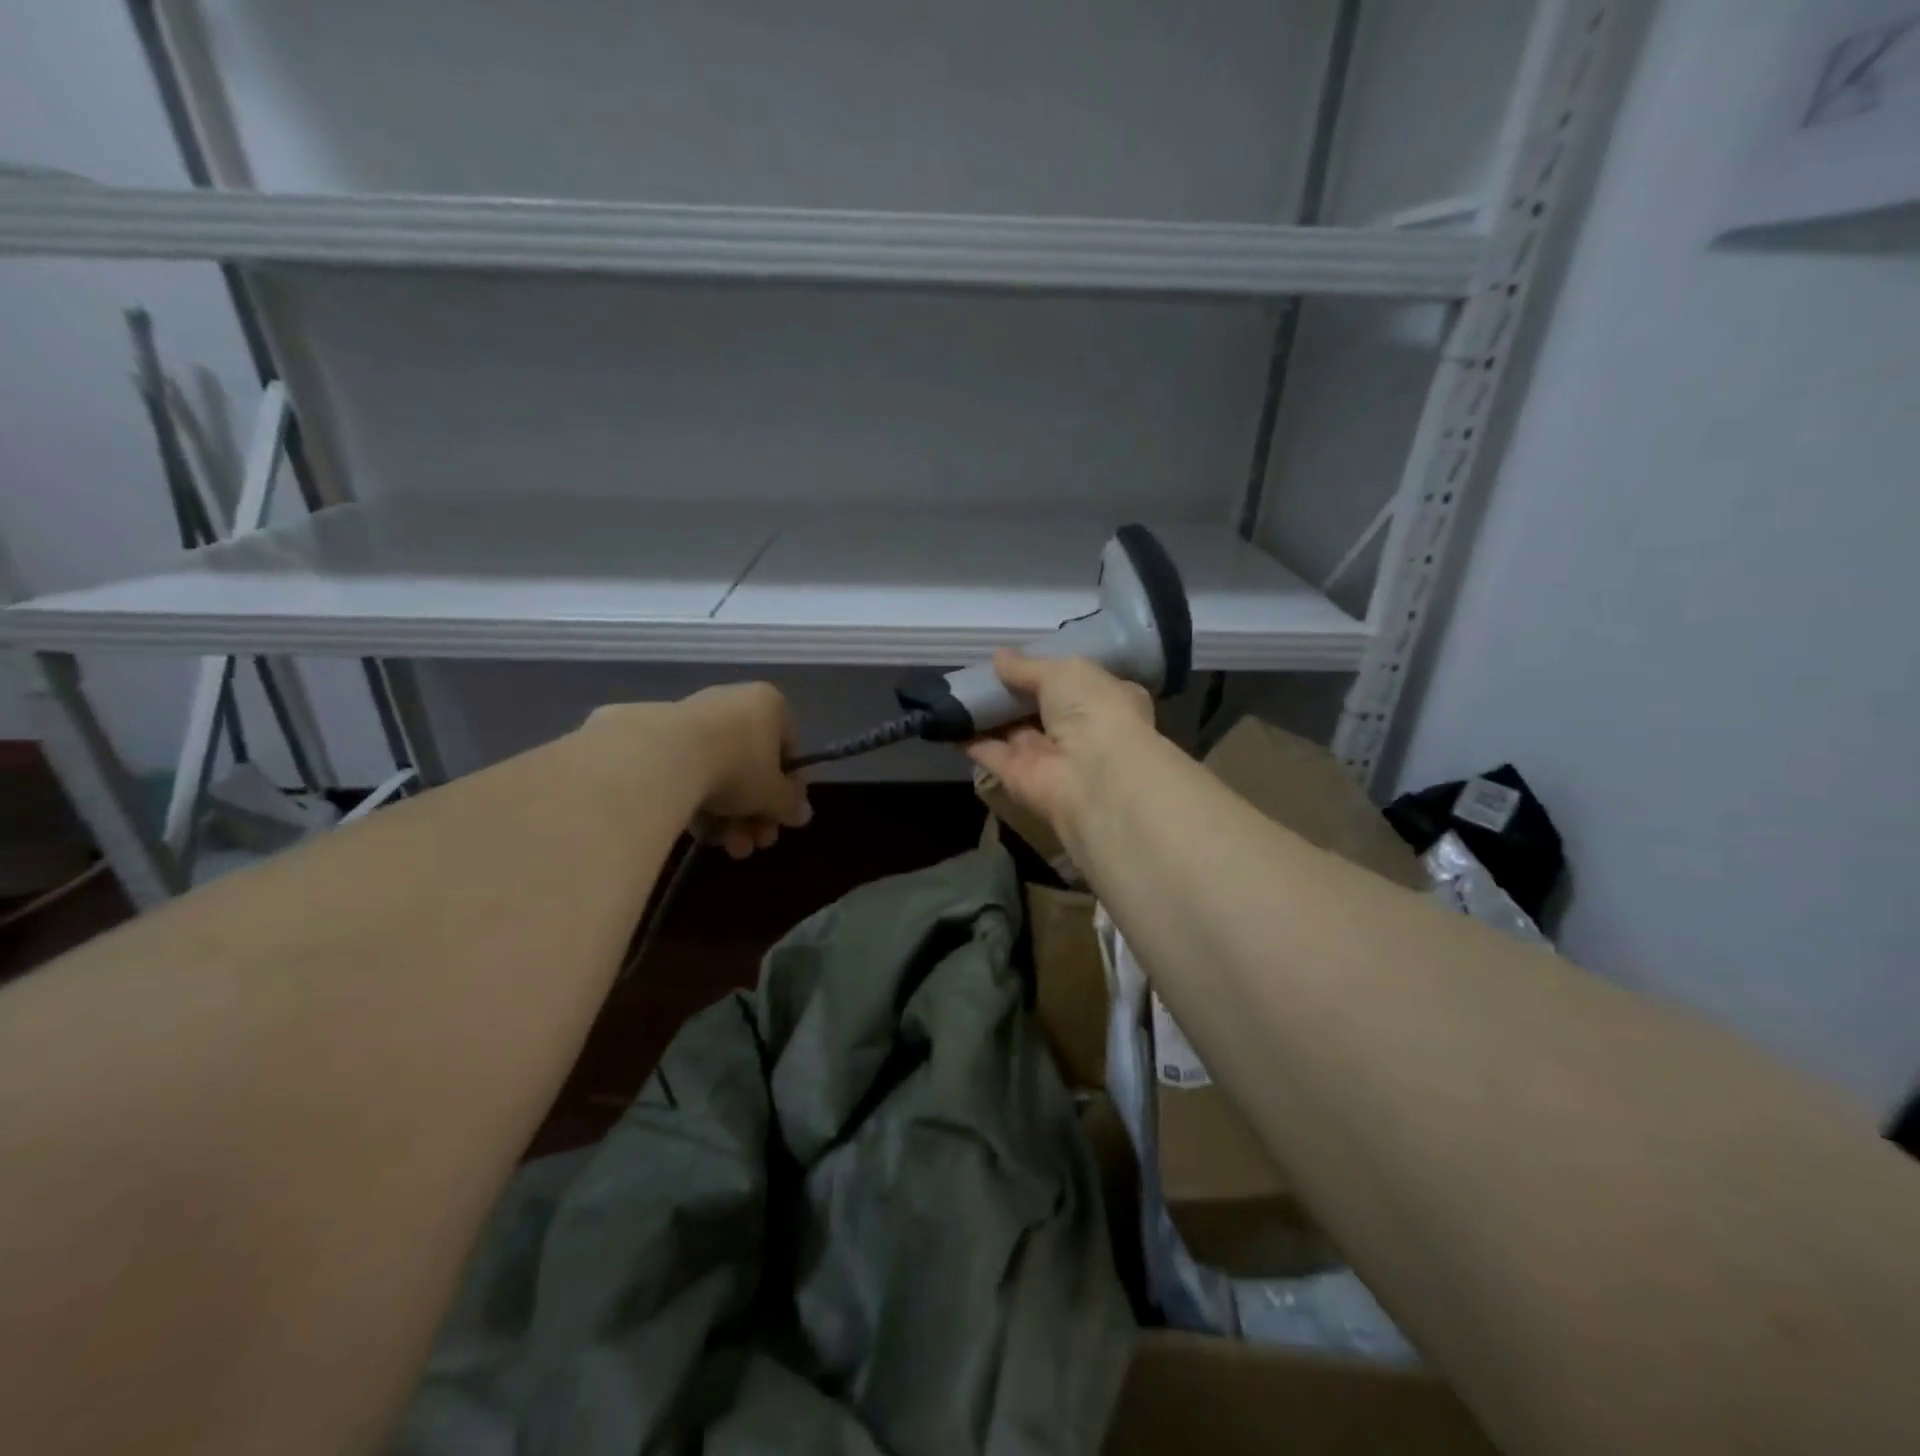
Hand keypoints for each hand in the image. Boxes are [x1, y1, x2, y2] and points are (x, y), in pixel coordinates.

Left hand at [676, 683, 812, 857]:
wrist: (662, 758)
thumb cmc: (737, 767)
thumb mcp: (774, 795)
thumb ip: (791, 805)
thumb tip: (802, 814)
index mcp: (769, 705)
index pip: (788, 751)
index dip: (787, 791)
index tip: (781, 820)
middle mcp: (733, 702)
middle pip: (752, 766)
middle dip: (755, 813)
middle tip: (754, 844)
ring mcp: (693, 717)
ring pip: (720, 772)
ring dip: (729, 816)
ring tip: (726, 847)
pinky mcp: (659, 736)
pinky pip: (689, 772)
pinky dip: (698, 802)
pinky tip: (700, 834)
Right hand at [964, 651, 1154, 833]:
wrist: (1092, 776)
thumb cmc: (1093, 710)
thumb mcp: (1065, 672)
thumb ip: (1029, 666)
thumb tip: (1000, 657)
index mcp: (1106, 699)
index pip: (1075, 683)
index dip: (1047, 670)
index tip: (1018, 659)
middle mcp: (1080, 730)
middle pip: (1039, 707)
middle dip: (1013, 692)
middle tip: (980, 672)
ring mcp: (1048, 756)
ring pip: (1013, 730)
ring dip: (988, 713)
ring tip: (956, 689)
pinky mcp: (1018, 777)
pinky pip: (990, 752)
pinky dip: (968, 737)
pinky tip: (945, 719)